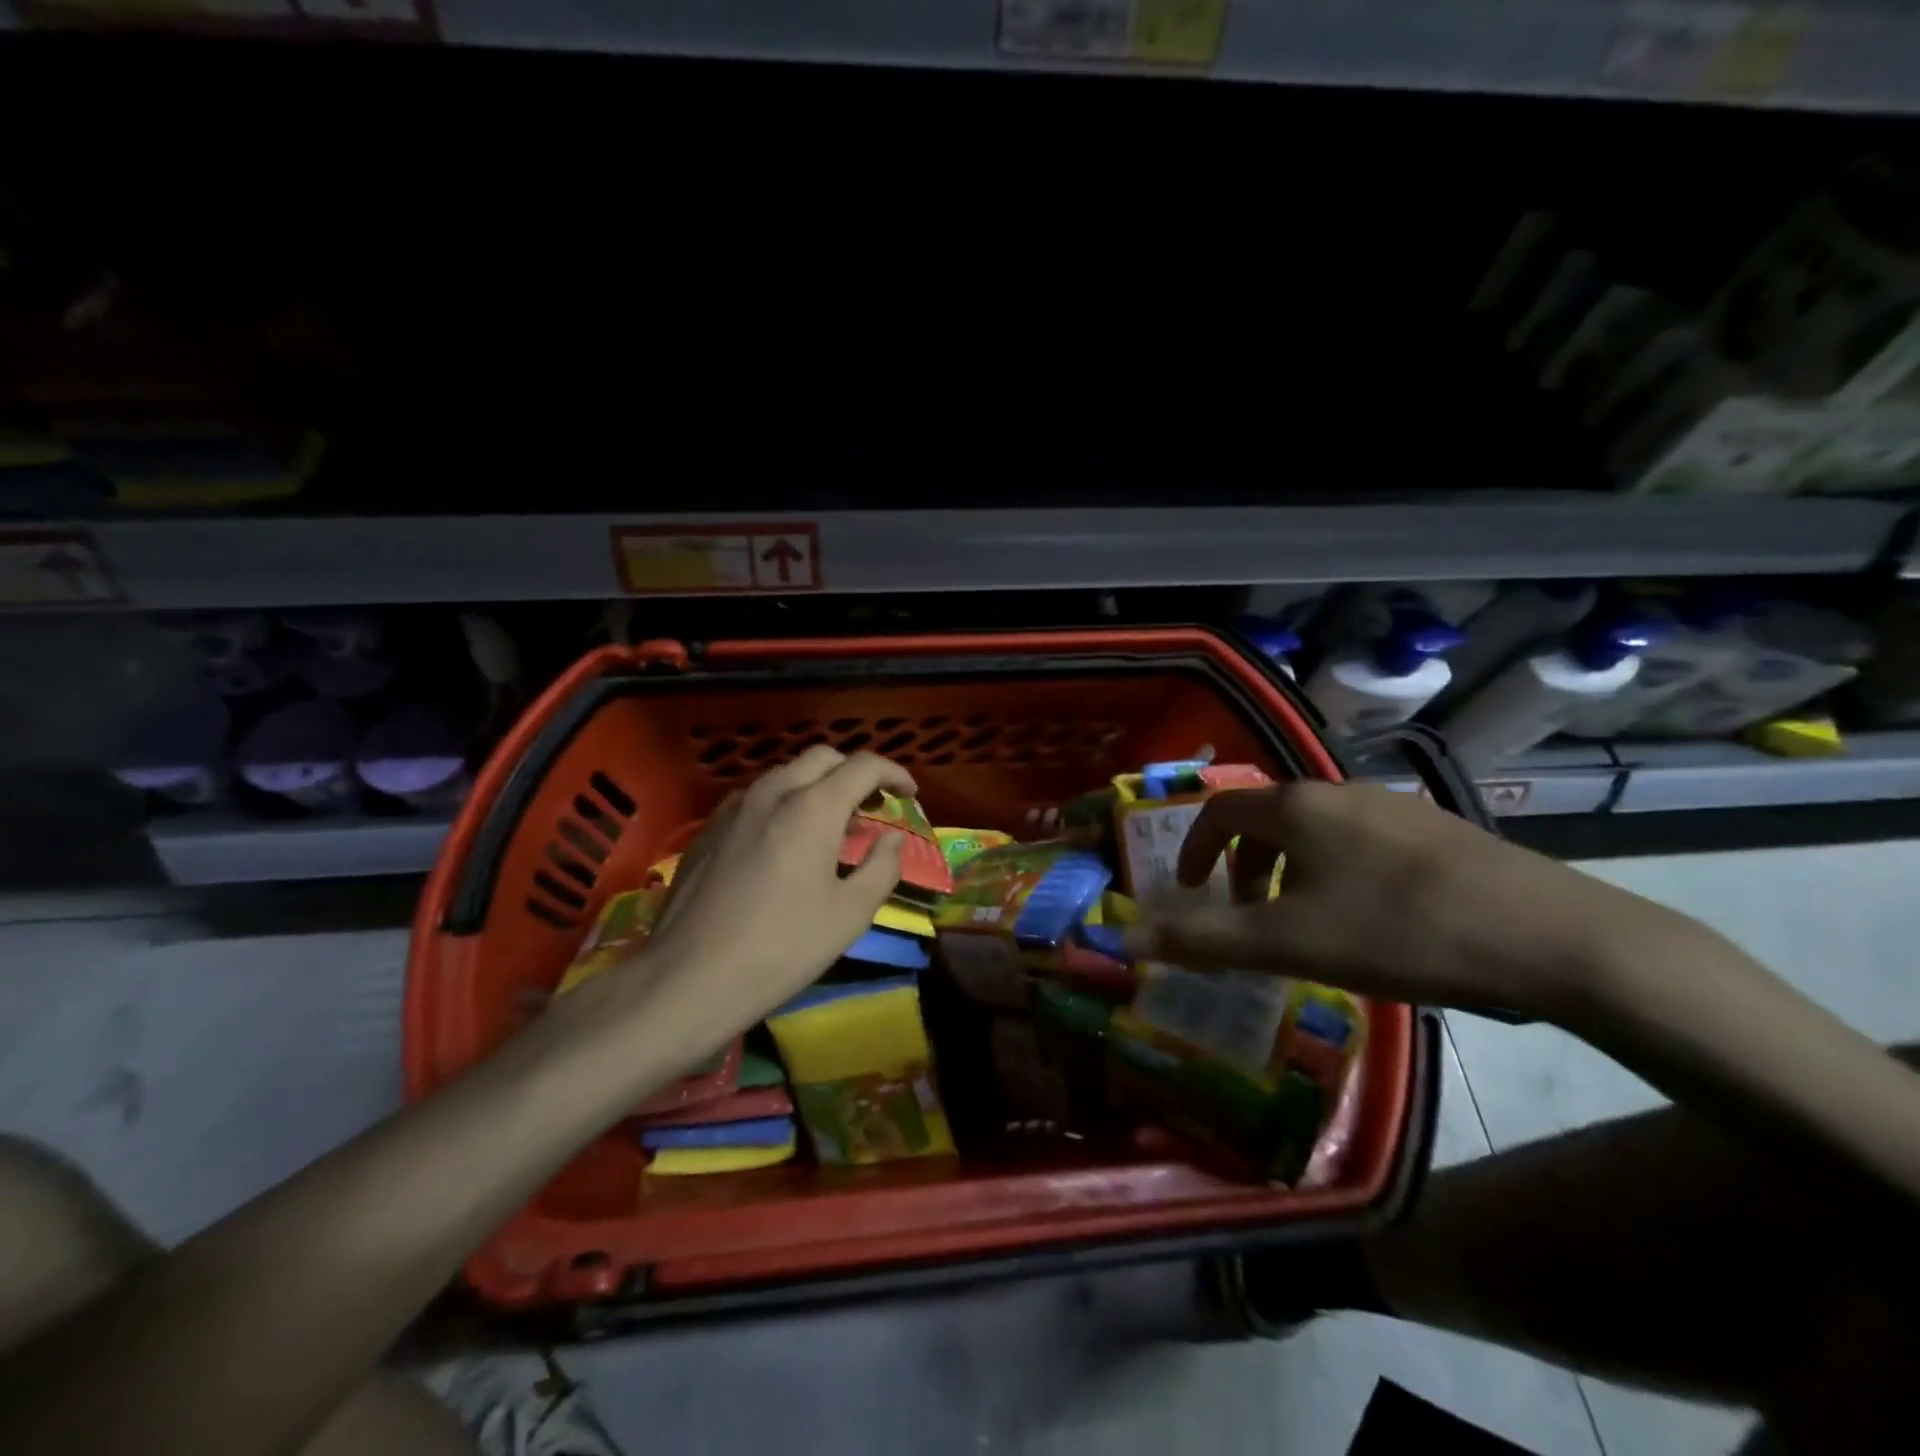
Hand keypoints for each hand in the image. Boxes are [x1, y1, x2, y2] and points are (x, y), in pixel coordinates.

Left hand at [617, 747, 916, 1039]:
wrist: (689, 978)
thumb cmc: (782, 947)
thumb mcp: (850, 914)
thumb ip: (882, 867)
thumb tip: (891, 840)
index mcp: (813, 806)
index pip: (864, 765)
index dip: (894, 773)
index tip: (909, 794)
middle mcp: (773, 792)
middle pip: (823, 758)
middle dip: (855, 773)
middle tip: (872, 807)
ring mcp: (734, 807)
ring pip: (786, 774)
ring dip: (818, 786)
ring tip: (832, 826)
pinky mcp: (709, 829)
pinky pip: (757, 798)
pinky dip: (785, 803)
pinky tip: (785, 843)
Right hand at [1124, 782, 1691, 1020]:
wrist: (1552, 938)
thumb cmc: (1397, 932)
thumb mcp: (1286, 943)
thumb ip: (1200, 939)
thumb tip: (1123, 939)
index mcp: (1296, 806)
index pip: (1219, 811)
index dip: (1194, 848)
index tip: (1190, 888)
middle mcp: (1340, 790)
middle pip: (1268, 818)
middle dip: (1243, 866)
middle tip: (1245, 916)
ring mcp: (1395, 805)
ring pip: (1317, 830)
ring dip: (1290, 870)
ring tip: (1305, 922)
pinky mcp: (1440, 829)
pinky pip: (1362, 841)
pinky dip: (1337, 871)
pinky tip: (1372, 919)